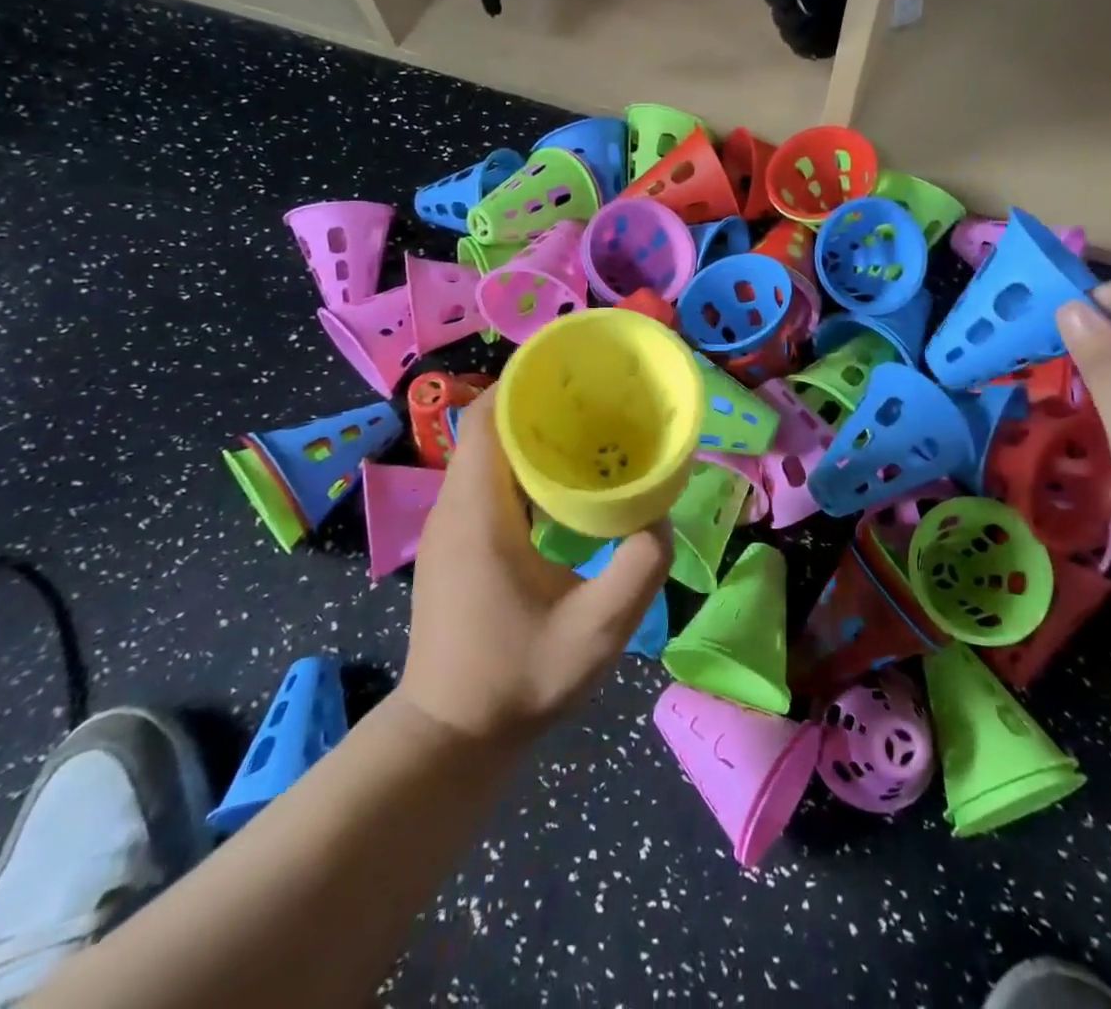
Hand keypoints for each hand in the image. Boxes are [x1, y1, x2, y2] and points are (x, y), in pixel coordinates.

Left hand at [396, 389, 672, 744]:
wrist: (451, 737)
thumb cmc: (518, 680)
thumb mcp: (597, 631)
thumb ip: (639, 569)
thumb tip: (661, 518)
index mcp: (478, 513)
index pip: (485, 419)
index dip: (522, 383)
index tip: (572, 372)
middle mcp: (454, 507)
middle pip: (487, 427)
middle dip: (536, 403)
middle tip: (595, 398)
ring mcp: (449, 527)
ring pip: (485, 453)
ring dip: (529, 434)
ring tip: (587, 431)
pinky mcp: (455, 544)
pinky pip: (485, 480)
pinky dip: (520, 464)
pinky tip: (563, 482)